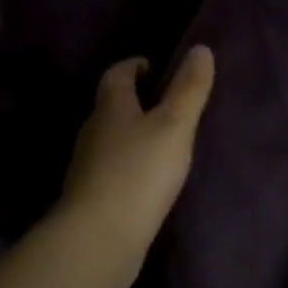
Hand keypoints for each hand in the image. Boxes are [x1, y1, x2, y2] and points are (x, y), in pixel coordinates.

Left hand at [55, 45, 216, 281]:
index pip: (117, 74)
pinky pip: (111, 169)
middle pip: (111, 106)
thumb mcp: (174, 126)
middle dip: (134, 100)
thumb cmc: (139, 172)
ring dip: (131, 134)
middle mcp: (93, 131)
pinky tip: (147, 180)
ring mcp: (87, 166)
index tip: (154, 68)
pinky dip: (128, 165)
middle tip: (165, 104)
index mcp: (110, 107)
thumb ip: (189, 89)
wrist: (98, 239)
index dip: (134, 66)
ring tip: (162, 142)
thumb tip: (200, 48)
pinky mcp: (90, 197)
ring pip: (110, 138)